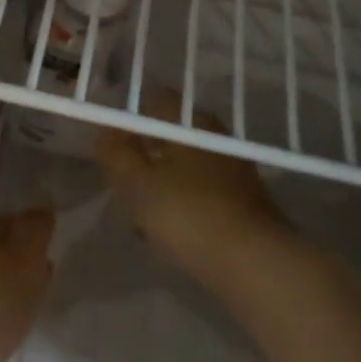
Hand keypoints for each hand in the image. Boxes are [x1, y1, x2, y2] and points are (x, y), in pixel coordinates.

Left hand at [0, 210, 54, 361]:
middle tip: (44, 273)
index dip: (32, 229)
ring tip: (30, 301)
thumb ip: (34, 230)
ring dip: (6, 282)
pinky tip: (4, 321)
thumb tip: (41, 207)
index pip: (10, 217)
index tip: (50, 245)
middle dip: (18, 256)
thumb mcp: (23, 259)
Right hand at [95, 87, 312, 295]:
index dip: (129, 113)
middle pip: (172, 131)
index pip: (155, 99)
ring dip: (161, 174)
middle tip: (118, 168)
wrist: (254, 263)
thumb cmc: (188, 214)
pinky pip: (200, 186)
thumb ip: (116, 154)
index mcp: (190, 123)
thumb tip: (105, 133)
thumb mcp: (137, 184)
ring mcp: (234, 168)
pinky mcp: (242, 199)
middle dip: (144, 146)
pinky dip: (181, 195)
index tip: (109, 134)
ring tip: (137, 199)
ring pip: (186, 161)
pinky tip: (166, 219)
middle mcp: (216, 137)